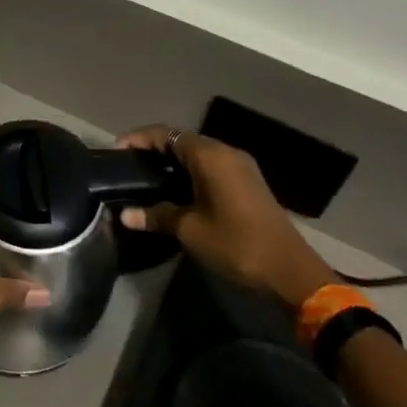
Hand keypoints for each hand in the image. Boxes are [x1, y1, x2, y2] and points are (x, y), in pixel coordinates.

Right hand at [116, 126, 335, 305]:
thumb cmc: (236, 244)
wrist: (290, 271)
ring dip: (172, 162)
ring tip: (147, 179)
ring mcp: (240, 167)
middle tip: (128, 167)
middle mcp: (226, 152)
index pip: (166, 134)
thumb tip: (125, 214)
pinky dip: (190, 172)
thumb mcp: (190, 230)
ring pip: (197, 154)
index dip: (138, 139)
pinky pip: (211, 166)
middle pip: (182, 140)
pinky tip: (175, 192)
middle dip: (153, 150)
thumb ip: (157, 216)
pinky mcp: (247, 183)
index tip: (116, 151)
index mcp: (210, 156)